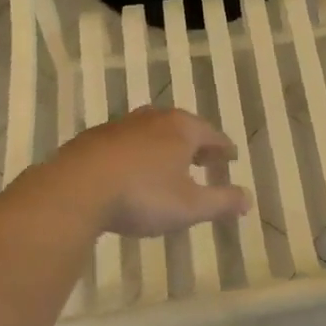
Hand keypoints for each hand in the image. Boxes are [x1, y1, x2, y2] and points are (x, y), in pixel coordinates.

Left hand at [49, 107, 249, 236]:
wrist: (77, 188)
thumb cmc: (142, 195)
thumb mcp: (189, 206)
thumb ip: (221, 202)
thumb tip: (248, 198)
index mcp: (181, 129)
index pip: (211, 134)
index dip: (223, 147)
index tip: (231, 156)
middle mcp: (153, 119)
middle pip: (182, 127)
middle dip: (195, 143)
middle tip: (205, 158)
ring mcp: (121, 126)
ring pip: (151, 131)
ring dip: (164, 145)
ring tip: (169, 163)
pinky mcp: (94, 138)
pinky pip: (125, 142)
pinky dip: (137, 152)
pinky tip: (131, 169)